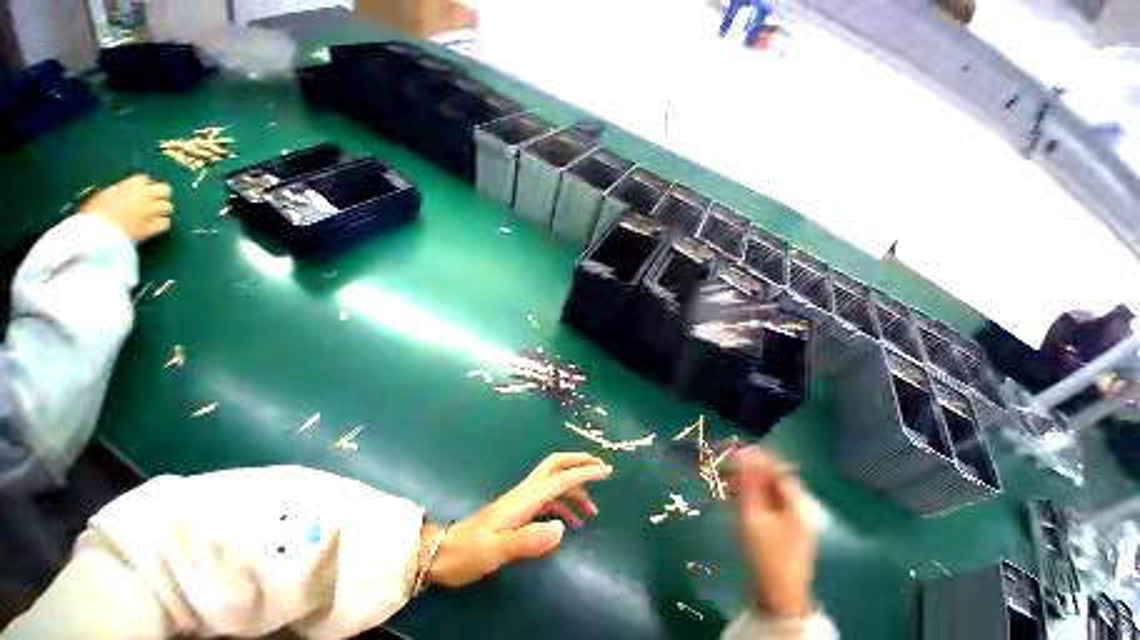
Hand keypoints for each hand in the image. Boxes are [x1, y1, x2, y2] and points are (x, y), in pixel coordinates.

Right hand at [79, 175, 172, 243]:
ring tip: (153, 215)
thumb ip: (118, 192)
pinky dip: (162, 224)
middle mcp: (143, 196)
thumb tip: (124, 192)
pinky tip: (154, 226)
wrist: (95, 233)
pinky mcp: (153, 227)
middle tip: (153, 202)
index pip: (145, 179)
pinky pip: (166, 223)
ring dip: (162, 210)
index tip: (141, 191)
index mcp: (129, 185)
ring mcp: (150, 212)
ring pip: (168, 207)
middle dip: (161, 195)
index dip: (144, 185)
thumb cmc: (92, 214)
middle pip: (164, 189)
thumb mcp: (102, 195)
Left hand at [423, 452, 612, 587]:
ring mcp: (523, 499)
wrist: (442, 553)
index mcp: (526, 497)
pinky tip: (571, 522)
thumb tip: (563, 527)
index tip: (605, 470)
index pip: (561, 478)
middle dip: (579, 462)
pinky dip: (564, 505)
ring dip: (575, 489)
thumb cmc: (469, 551)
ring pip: (555, 483)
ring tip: (593, 510)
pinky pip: (549, 500)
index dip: (584, 472)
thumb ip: (529, 539)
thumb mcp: (497, 549)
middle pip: (556, 465)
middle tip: (601, 468)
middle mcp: (527, 492)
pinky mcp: (520, 510)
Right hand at [729, 446, 818, 618]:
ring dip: (749, 482)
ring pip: (770, 489)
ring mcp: (796, 516)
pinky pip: (770, 501)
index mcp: (798, 501)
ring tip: (726, 481)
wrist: (780, 594)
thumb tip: (745, 453)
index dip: (755, 456)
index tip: (732, 450)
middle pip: (773, 477)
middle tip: (726, 467)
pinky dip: (754, 495)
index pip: (776, 467)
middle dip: (749, 469)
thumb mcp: (754, 514)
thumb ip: (750, 482)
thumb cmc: (767, 553)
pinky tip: (737, 496)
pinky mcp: (788, 526)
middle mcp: (801, 505)